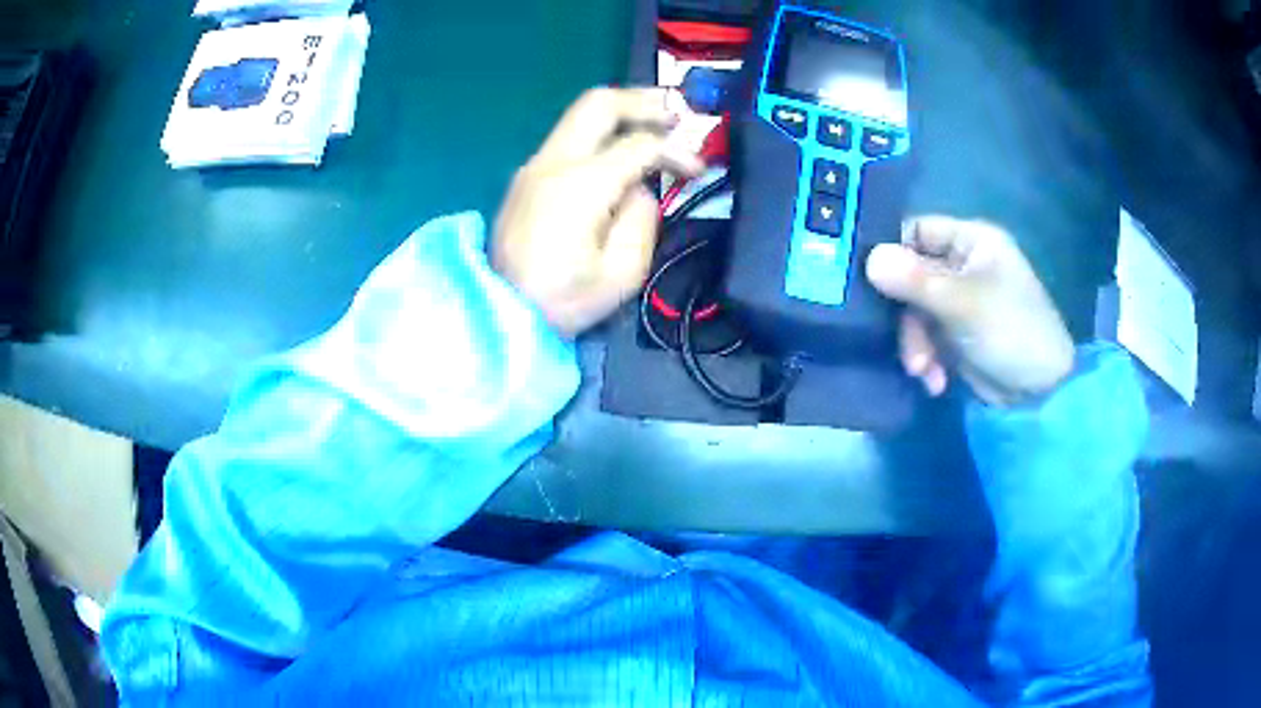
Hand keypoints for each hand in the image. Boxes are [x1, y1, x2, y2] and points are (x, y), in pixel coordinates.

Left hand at [492, 88, 703, 336]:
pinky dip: (601, 134)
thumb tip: (638, 190)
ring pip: (579, 116)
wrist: (499, 312)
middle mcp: (553, 162)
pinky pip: (568, 139)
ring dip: (621, 113)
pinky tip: (619, 151)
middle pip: (599, 103)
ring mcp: (534, 166)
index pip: (639, 145)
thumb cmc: (561, 301)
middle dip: (643, 101)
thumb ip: (642, 220)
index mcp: (580, 186)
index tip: (697, 170)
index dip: (676, 150)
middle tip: (676, 113)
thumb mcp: (621, 274)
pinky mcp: (527, 177)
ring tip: (655, 124)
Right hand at [865, 216, 1074, 406]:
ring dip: (915, 344)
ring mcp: (960, 300)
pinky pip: (926, 336)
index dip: (891, 252)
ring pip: (915, 311)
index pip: (917, 231)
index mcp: (971, 240)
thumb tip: (868, 259)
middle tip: (910, 349)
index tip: (868, 282)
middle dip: (908, 317)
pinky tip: (935, 382)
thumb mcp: (962, 303)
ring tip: (925, 372)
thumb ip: (915, 279)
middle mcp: (963, 264)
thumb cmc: (1010, 331)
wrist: (1040, 394)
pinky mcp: (956, 333)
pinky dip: (927, 359)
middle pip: (911, 276)